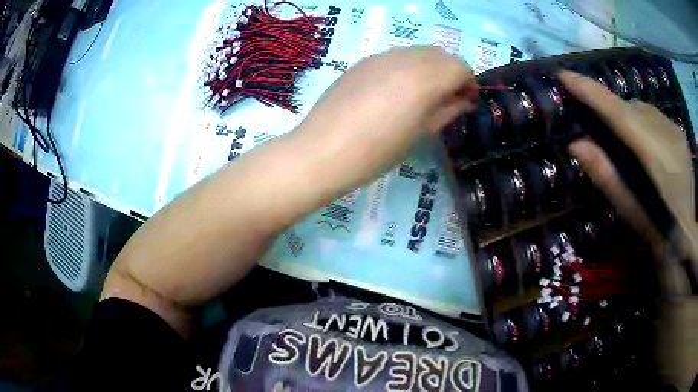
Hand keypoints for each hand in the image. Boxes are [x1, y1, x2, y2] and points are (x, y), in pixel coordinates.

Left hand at [294, 46, 477, 191]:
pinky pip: (395, 57)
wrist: (323, 151)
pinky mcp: (363, 61)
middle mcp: (405, 57)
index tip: (467, 101)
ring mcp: (381, 56)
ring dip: (429, 68)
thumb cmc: (377, 151)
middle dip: (451, 73)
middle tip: (447, 99)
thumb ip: (447, 110)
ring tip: (421, 96)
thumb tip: (464, 100)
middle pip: (440, 54)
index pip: (460, 66)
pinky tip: (395, 91)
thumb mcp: (421, 133)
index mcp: (425, 76)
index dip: (469, 82)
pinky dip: (407, 68)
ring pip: (418, 52)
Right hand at [559, 71, 696, 292]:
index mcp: (652, 152)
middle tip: (595, 120)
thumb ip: (605, 175)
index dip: (590, 90)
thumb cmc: (659, 230)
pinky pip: (654, 116)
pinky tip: (646, 142)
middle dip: (609, 108)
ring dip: (628, 116)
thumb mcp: (630, 210)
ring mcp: (674, 129)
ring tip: (625, 138)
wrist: (687, 235)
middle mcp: (664, 130)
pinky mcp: (679, 132)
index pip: (616, 110)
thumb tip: (575, 144)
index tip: (564, 75)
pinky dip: (643, 122)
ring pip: (642, 109)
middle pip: (629, 106)